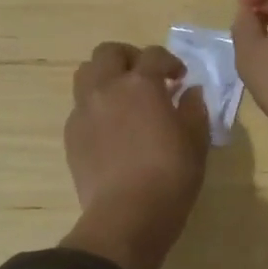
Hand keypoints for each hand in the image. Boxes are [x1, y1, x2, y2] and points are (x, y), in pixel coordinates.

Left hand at [60, 42, 209, 268]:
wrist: (127, 216)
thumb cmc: (170, 176)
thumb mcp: (196, 141)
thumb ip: (194, 110)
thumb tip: (191, 93)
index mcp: (141, 84)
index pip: (154, 55)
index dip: (170, 62)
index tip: (180, 78)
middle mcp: (108, 88)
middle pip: (109, 52)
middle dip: (129, 57)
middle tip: (145, 77)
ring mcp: (84, 110)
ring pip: (86, 74)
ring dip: (105, 76)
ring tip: (122, 96)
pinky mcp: (71, 134)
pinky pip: (80, 106)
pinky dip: (95, 106)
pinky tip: (110, 127)